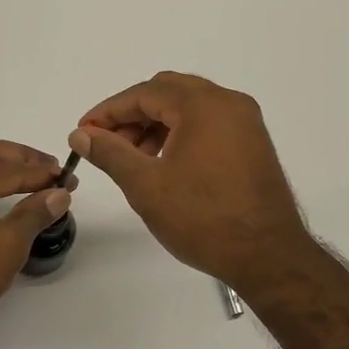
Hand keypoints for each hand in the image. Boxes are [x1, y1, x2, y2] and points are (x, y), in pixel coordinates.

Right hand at [70, 72, 315, 293]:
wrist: (268, 257)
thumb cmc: (203, 219)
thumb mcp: (146, 186)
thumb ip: (110, 153)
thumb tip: (80, 135)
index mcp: (204, 105)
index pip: (145, 93)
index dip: (109, 111)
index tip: (83, 132)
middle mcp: (229, 103)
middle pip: (168, 92)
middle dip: (132, 115)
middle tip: (107, 144)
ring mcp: (245, 122)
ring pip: (188, 107)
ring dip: (155, 124)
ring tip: (133, 158)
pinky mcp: (252, 142)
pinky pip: (208, 123)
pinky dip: (180, 133)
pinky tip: (164, 163)